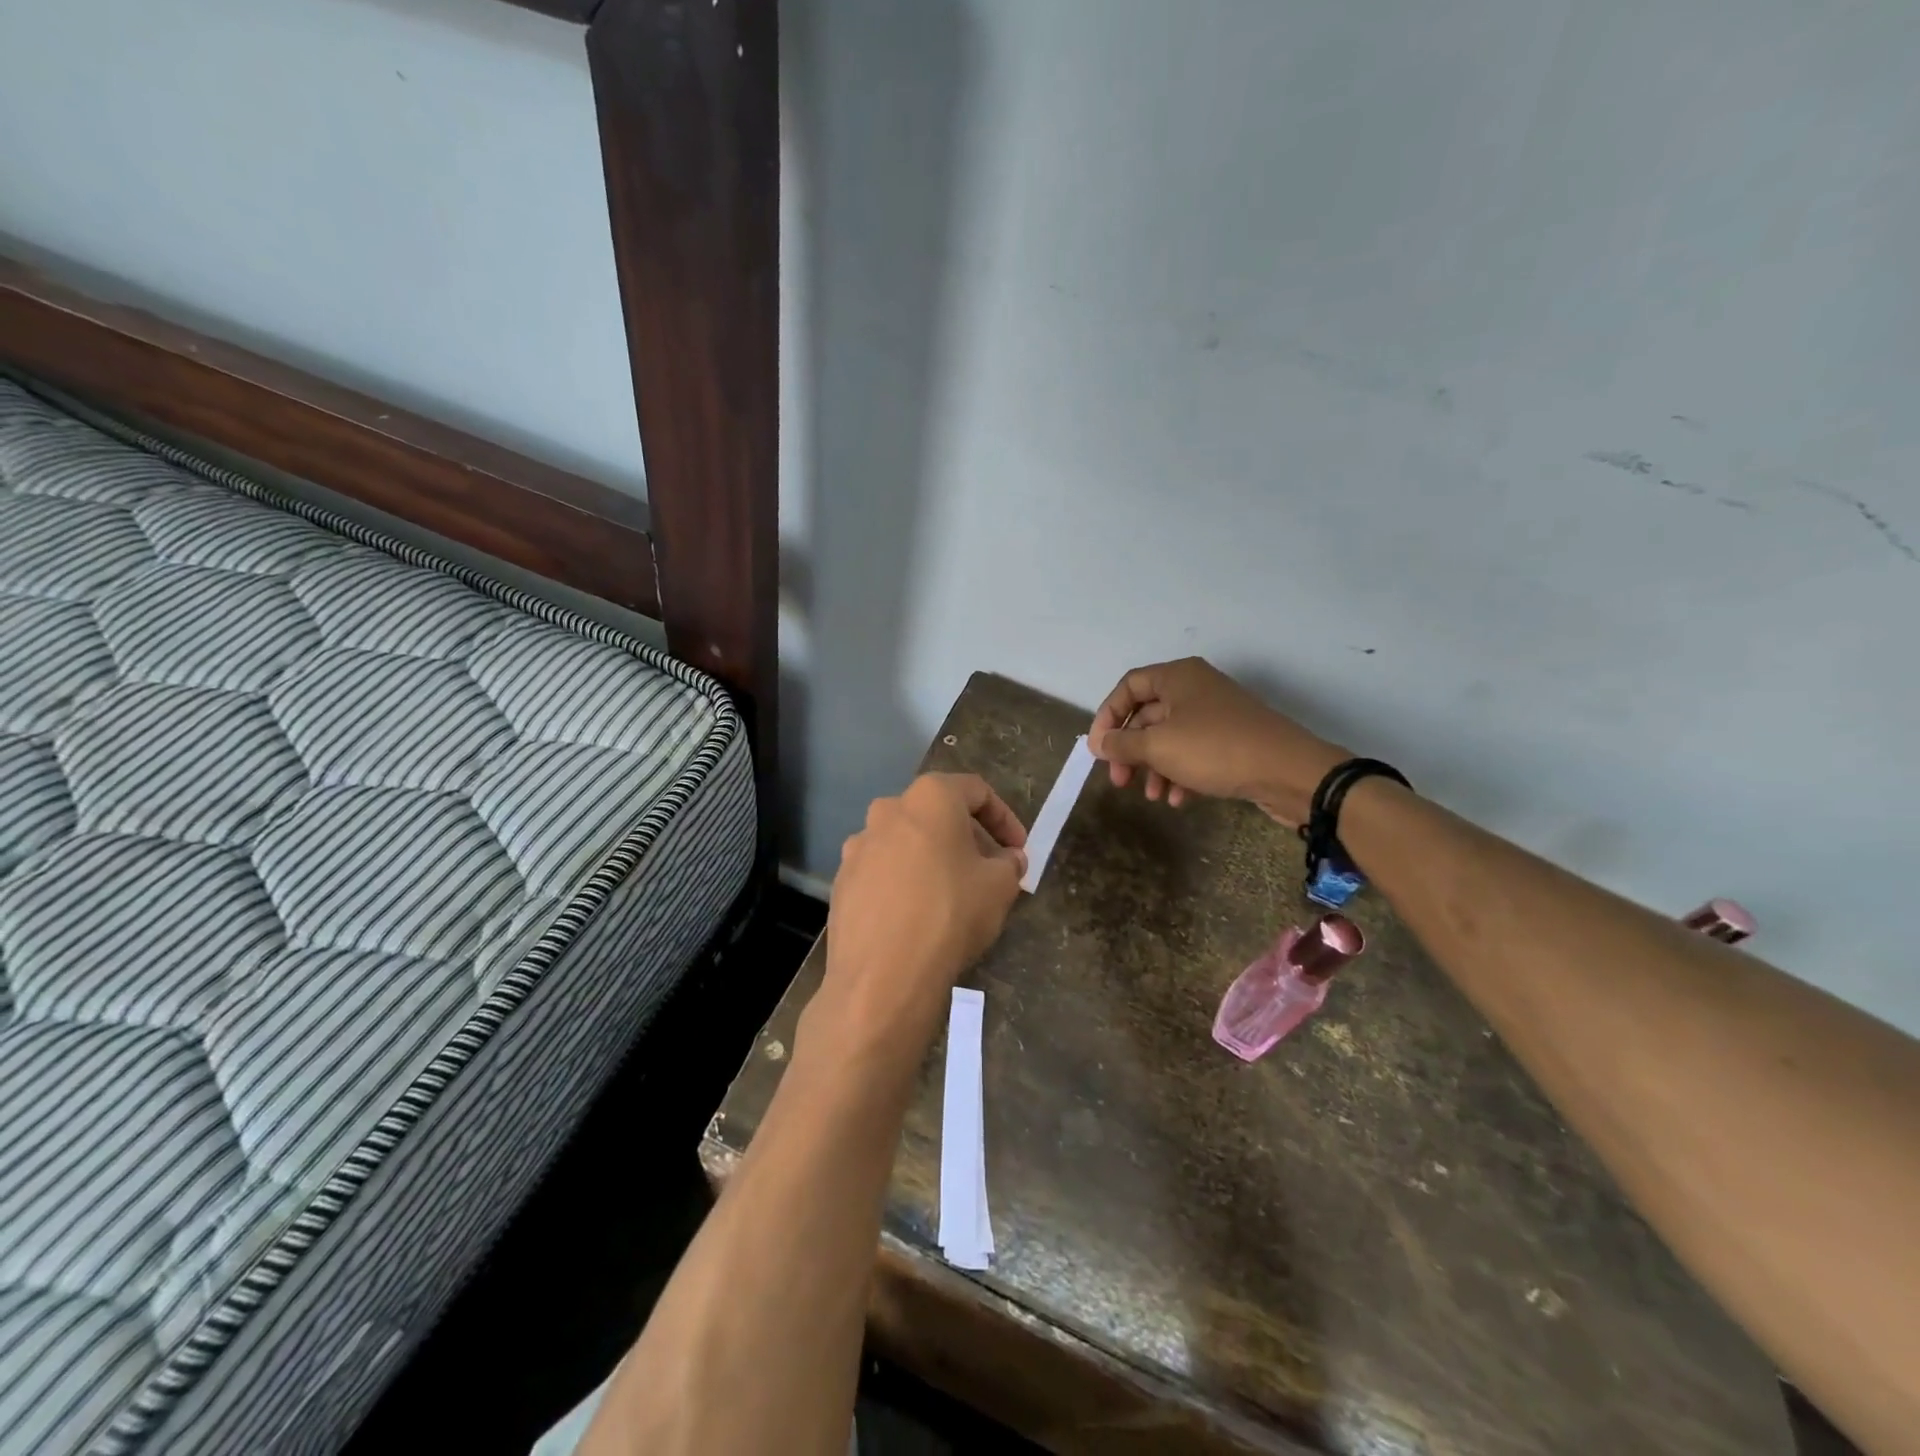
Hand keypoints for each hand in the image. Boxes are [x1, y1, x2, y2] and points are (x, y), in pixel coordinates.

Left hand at [812, 774, 1027, 1056]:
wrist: (882, 977)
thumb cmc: (950, 915)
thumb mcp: (1000, 886)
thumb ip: (1009, 863)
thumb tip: (1008, 859)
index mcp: (928, 798)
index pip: (976, 791)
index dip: (1005, 819)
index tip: (1018, 850)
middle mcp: (887, 810)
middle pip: (937, 814)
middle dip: (969, 839)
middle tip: (990, 872)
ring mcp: (858, 846)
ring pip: (907, 842)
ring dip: (934, 860)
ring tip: (954, 895)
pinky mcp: (841, 881)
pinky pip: (883, 872)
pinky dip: (904, 883)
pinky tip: (918, 916)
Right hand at [1089, 658, 1349, 826]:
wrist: (1289, 771)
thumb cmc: (1215, 749)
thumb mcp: (1159, 747)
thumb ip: (1122, 744)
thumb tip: (1098, 743)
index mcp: (1178, 677)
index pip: (1128, 687)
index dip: (1107, 716)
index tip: (1098, 749)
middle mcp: (1196, 689)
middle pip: (1147, 715)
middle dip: (1130, 750)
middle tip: (1119, 780)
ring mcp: (1216, 715)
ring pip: (1170, 738)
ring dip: (1154, 768)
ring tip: (1151, 796)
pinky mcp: (1232, 741)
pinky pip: (1194, 753)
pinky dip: (1180, 774)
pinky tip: (1178, 800)